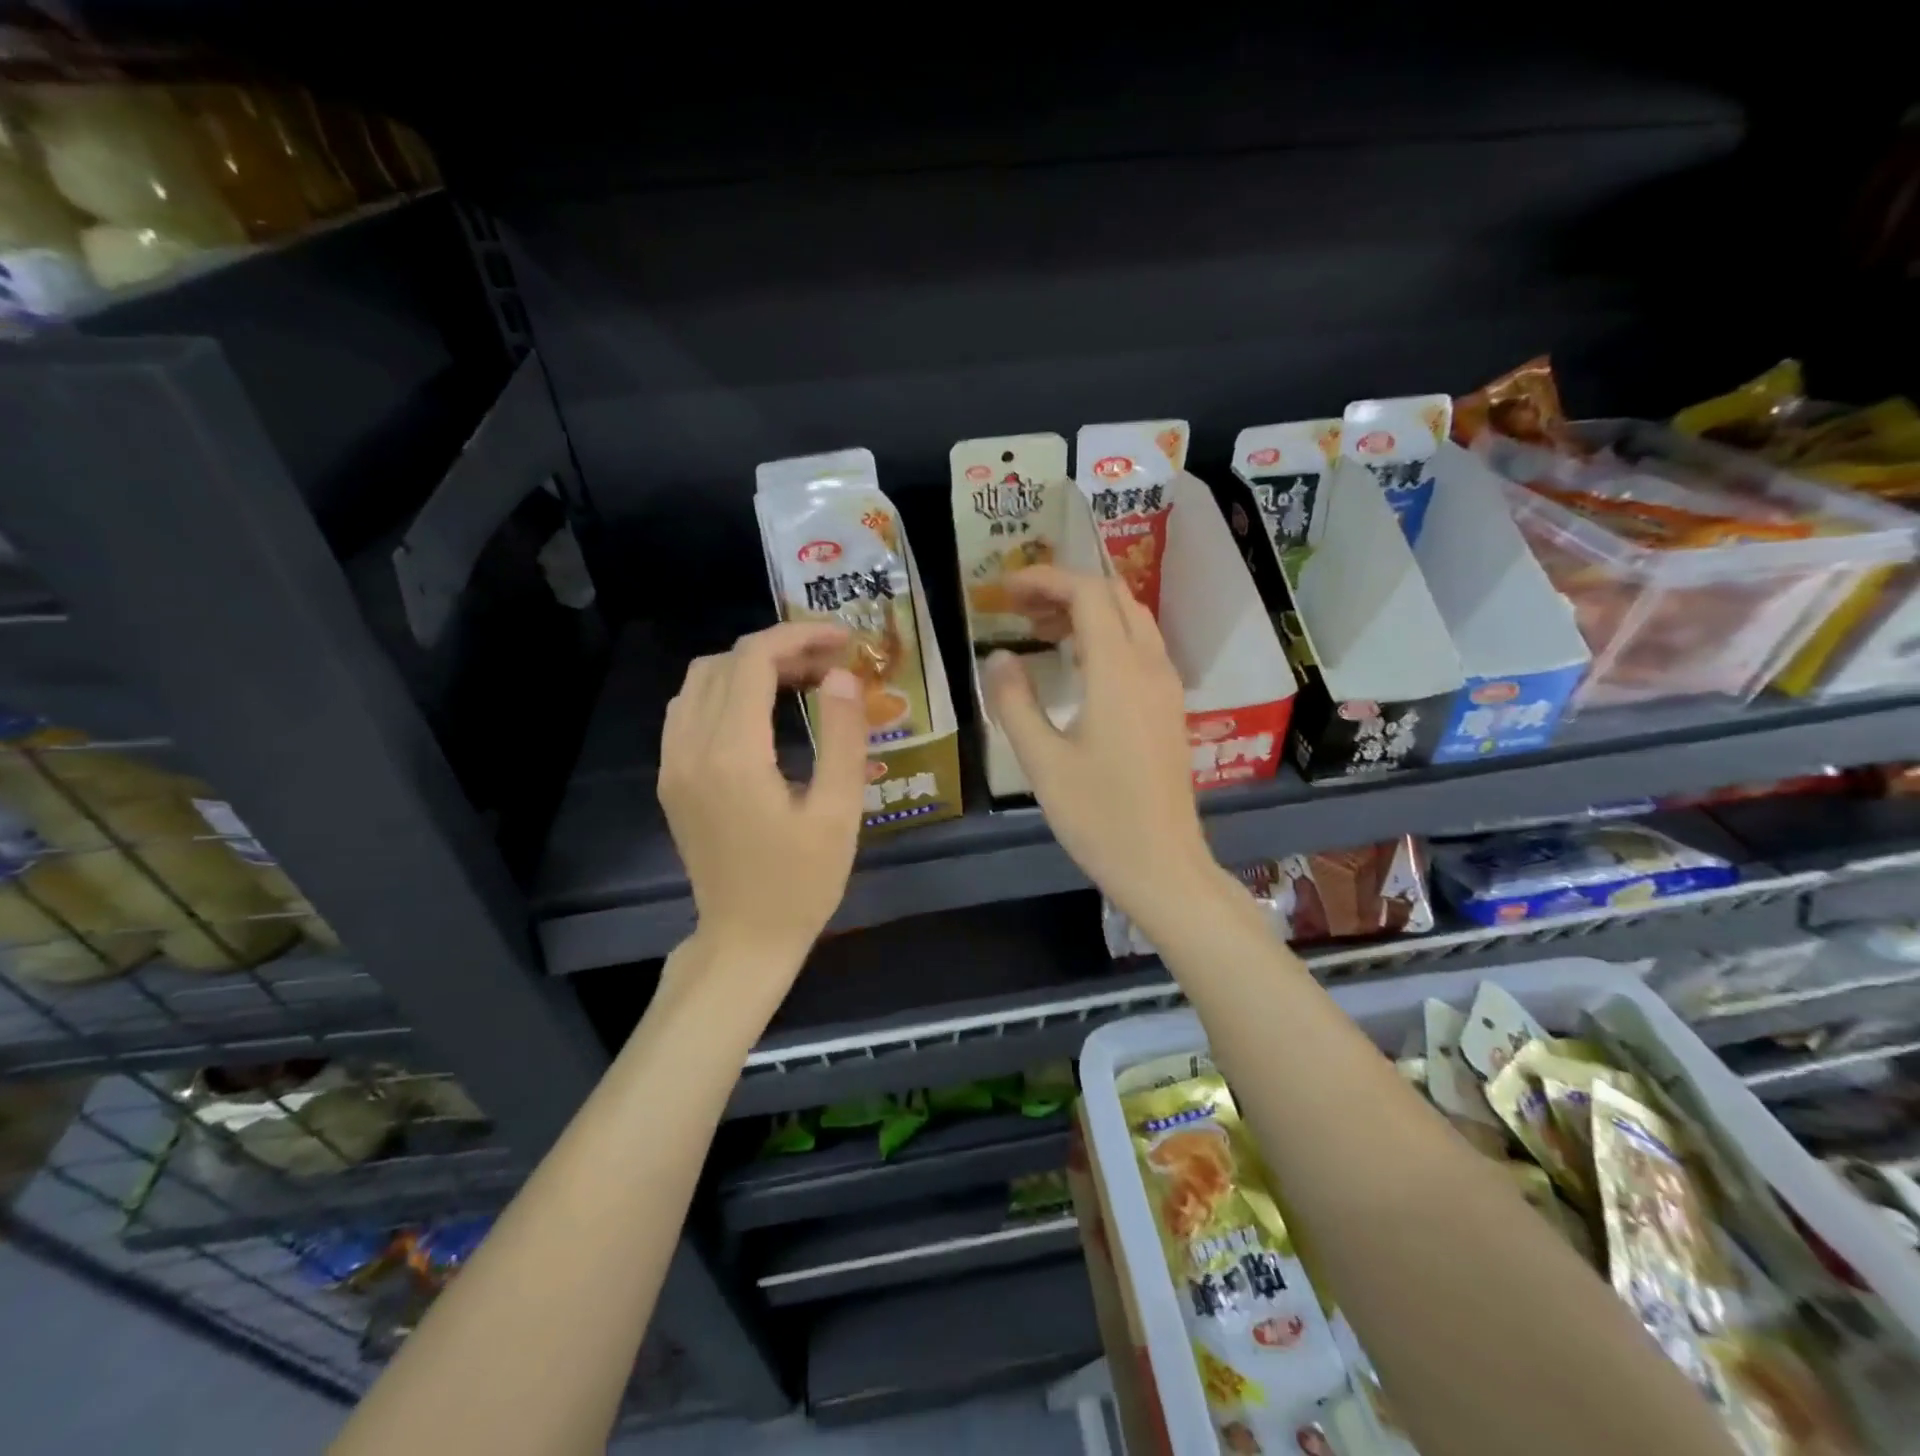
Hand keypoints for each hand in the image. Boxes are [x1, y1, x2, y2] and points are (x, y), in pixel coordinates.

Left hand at [658, 623, 866, 973]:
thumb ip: (843, 737)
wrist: (745, 939)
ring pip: (702, 680)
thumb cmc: (802, 883)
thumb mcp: (839, 812)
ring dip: (750, 667)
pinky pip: (689, 709)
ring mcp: (673, 763)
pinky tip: (763, 712)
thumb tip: (841, 676)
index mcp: (733, 755)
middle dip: (782, 649)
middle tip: (832, 667)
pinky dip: (726, 691)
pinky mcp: (671, 778)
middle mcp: (691, 748)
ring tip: (802, 683)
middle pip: (727, 662)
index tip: (843, 640)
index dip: (799, 636)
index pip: (754, 660)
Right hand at [983, 567, 1226, 928]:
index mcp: (1119, 672)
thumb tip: (999, 657)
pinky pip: (1140, 647)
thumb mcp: (1041, 761)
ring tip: (1040, 631)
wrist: (1162, 865)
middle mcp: (1150, 667)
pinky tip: (1075, 664)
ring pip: (1131, 620)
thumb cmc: (1098, 816)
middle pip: (1113, 596)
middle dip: (1064, 589)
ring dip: (1087, 612)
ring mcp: (1167, 686)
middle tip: (1018, 608)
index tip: (1004, 590)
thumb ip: (1014, 702)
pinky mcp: (1169, 707)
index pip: (1087, 593)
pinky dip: (1105, 636)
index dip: (1045, 579)